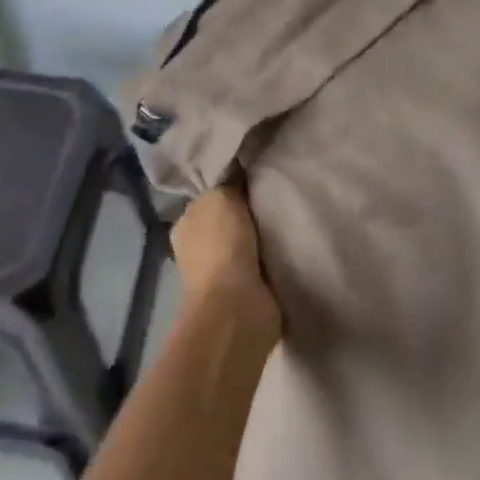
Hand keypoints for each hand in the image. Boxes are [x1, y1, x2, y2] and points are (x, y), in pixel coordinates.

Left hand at [171, 185, 280, 336]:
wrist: (236, 306)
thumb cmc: (221, 246)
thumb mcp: (220, 197)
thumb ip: (228, 183)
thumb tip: (238, 174)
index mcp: (187, 224)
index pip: (210, 196)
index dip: (230, 184)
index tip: (257, 172)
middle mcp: (200, 247)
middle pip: (231, 218)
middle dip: (251, 210)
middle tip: (280, 190)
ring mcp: (223, 271)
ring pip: (250, 240)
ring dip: (266, 234)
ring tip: (292, 214)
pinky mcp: (248, 289)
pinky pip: (266, 261)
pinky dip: (276, 255)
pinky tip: (292, 241)